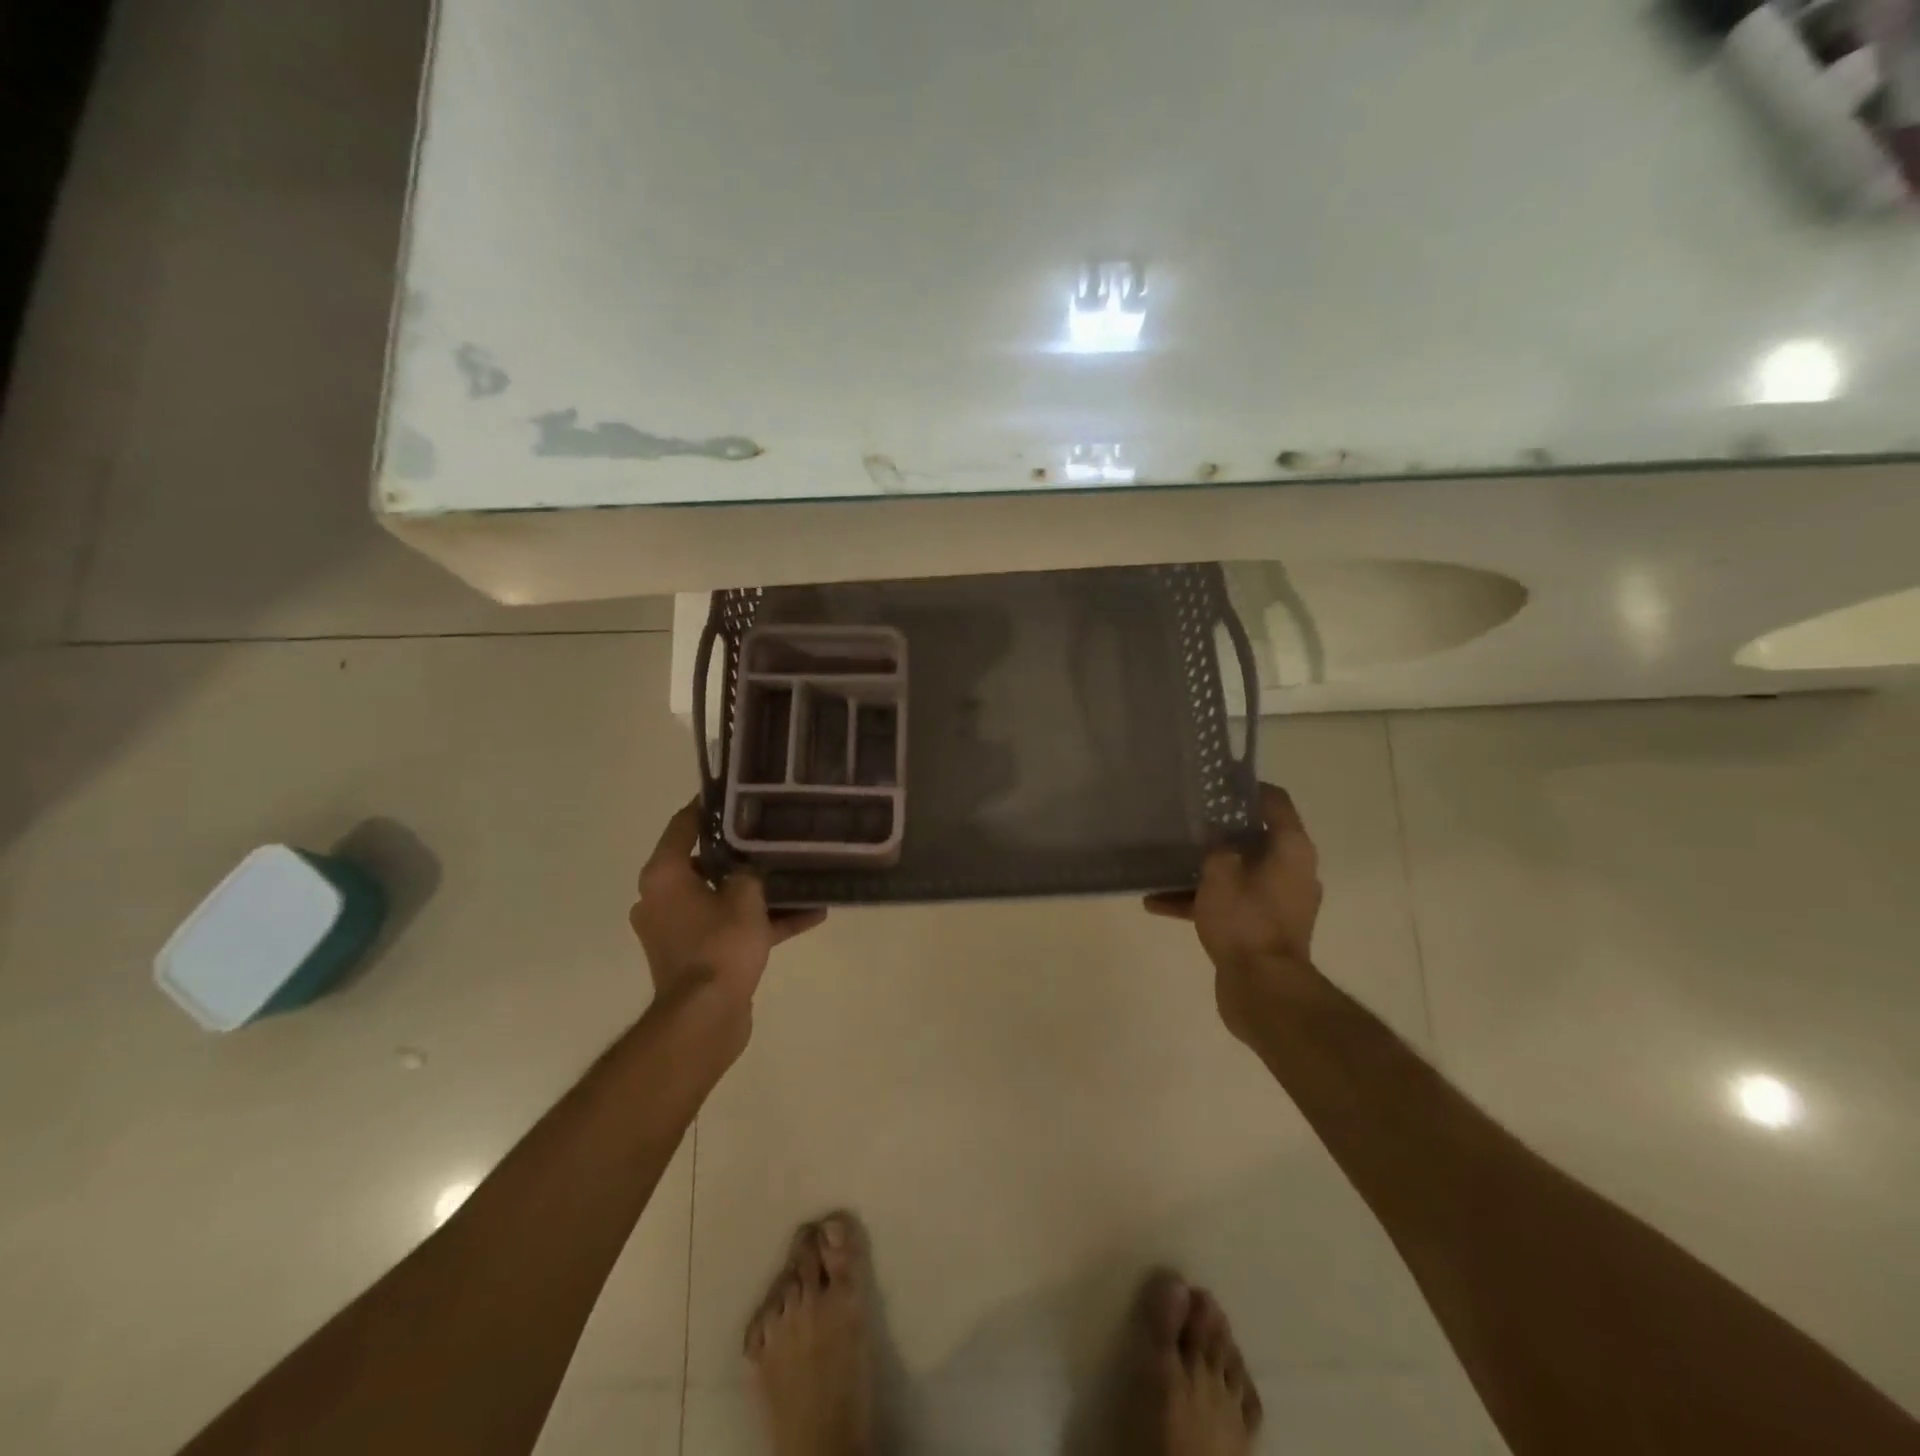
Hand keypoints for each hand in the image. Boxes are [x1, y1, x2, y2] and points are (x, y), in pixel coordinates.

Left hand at [630, 800, 825, 1014]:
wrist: (706, 1018)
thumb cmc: (720, 946)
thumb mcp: (745, 897)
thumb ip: (750, 870)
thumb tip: (752, 862)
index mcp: (665, 876)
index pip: (684, 825)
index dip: (709, 806)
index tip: (736, 792)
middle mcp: (663, 898)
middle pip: (706, 861)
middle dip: (744, 851)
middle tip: (775, 832)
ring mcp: (679, 929)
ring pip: (723, 897)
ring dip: (759, 891)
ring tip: (800, 876)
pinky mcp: (698, 955)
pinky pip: (731, 927)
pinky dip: (761, 922)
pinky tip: (809, 916)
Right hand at [1145, 783, 1326, 1044]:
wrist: (1263, 990)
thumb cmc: (1245, 921)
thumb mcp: (1220, 873)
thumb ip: (1216, 845)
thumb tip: (1215, 832)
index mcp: (1291, 850)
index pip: (1275, 803)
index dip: (1247, 789)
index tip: (1216, 784)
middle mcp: (1291, 871)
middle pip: (1254, 838)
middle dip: (1219, 830)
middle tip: (1187, 818)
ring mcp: (1277, 901)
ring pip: (1237, 872)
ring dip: (1203, 869)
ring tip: (1165, 863)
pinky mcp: (1262, 927)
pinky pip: (1230, 902)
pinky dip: (1200, 900)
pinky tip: (1157, 903)